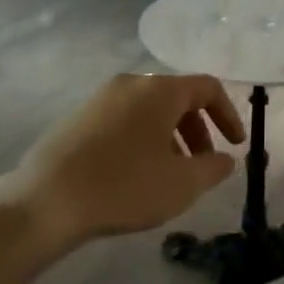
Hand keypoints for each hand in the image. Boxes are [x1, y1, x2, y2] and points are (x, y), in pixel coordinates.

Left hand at [0, 73, 244, 251]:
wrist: (47, 200)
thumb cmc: (124, 186)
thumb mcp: (181, 184)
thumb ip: (213, 168)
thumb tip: (225, 159)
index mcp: (160, 90)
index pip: (207, 87)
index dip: (228, 114)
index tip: (235, 145)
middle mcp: (132, 83)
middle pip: (177, 97)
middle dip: (198, 130)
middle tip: (203, 164)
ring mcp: (101, 97)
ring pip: (150, 109)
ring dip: (170, 136)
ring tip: (170, 174)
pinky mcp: (80, 116)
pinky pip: (125, 119)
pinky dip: (143, 138)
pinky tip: (136, 174)